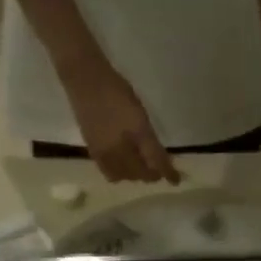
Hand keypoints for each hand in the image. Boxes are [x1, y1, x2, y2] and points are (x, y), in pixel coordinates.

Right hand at [61, 57, 179, 184]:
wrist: (85, 80)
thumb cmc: (117, 91)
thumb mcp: (140, 114)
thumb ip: (150, 139)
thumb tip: (160, 159)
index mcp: (137, 134)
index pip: (156, 161)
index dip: (168, 172)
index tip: (176, 180)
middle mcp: (121, 148)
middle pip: (141, 173)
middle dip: (151, 174)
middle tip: (158, 169)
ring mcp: (105, 152)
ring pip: (126, 176)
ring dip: (136, 175)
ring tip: (141, 167)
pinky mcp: (93, 152)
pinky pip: (110, 173)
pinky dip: (121, 174)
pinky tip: (124, 167)